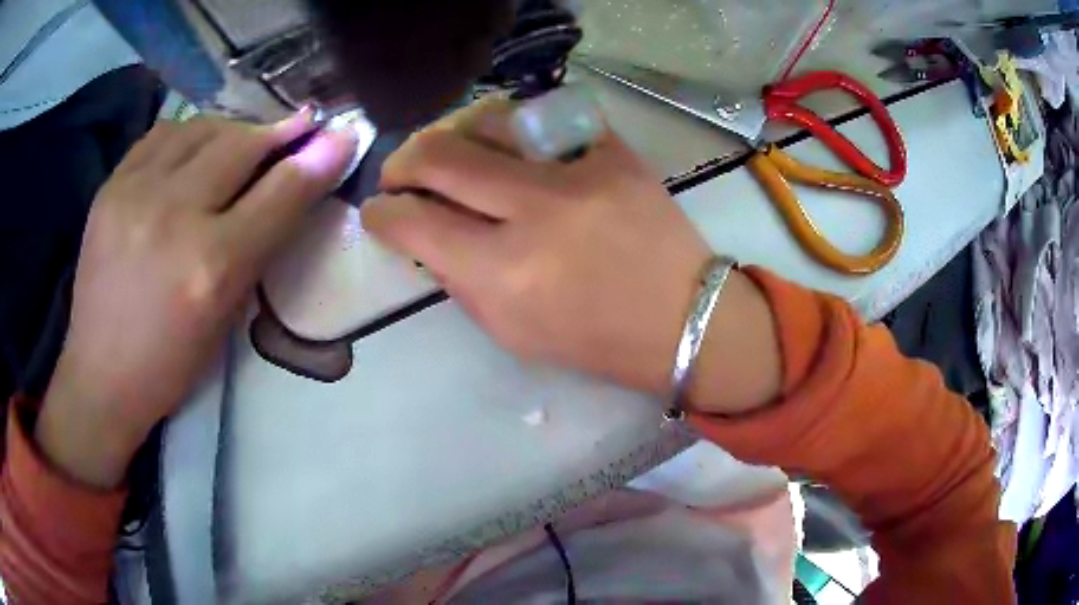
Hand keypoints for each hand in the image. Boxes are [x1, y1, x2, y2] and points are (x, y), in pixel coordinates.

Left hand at [36, 112, 357, 487]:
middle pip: (241, 145)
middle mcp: (174, 217)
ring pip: (201, 128)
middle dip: (278, 131)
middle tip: (298, 126)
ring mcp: (135, 193)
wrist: (100, 374)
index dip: (318, 158)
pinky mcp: (111, 186)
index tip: (343, 133)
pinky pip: (162, 134)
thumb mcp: (225, 317)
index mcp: (211, 267)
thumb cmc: (170, 363)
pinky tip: (196, 145)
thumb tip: (294, 188)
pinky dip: (189, 132)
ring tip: (243, 138)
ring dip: (233, 128)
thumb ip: (259, 246)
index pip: (279, 194)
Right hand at [362, 101, 779, 409]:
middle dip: (403, 161)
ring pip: (488, 120)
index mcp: (505, 273)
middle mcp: (534, 211)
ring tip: (452, 152)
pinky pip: (546, 120)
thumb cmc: (596, 341)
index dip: (381, 213)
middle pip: (439, 156)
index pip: (414, 223)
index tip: (378, 210)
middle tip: (401, 172)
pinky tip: (512, 147)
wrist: (682, 318)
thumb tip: (427, 238)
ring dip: (454, 134)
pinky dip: (516, 130)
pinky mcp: (614, 152)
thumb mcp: (512, 332)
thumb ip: (461, 282)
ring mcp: (579, 172)